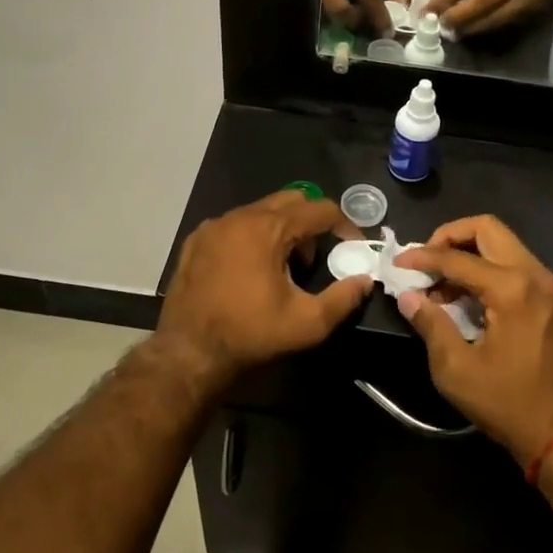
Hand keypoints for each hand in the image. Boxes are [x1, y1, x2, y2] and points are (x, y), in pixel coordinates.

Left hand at [157, 189, 371, 389]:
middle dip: (311, 223)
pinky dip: (251, 237)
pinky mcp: (196, 240)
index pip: (319, 209)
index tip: (353, 247)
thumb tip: (364, 280)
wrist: (188, 351)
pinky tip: (249, 271)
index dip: (343, 225)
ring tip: (283, 269)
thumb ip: (343, 298)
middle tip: (314, 259)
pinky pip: (234, 225)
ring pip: (260, 211)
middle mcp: (240, 216)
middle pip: (290, 201)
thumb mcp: (307, 323)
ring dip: (281, 230)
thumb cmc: (250, 333)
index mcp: (269, 228)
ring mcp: (214, 226)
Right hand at [391, 215, 552, 469]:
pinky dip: (486, 268)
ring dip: (468, 252)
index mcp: (512, 288)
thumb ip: (430, 324)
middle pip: (487, 229)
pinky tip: (465, 297)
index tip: (397, 264)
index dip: (422, 257)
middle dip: (450, 237)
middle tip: (425, 260)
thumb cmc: (509, 404)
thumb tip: (407, 296)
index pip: (457, 257)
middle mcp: (534, 274)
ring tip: (440, 284)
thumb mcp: (456, 370)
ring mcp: (547, 284)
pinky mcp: (551, 298)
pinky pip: (514, 264)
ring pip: (502, 243)